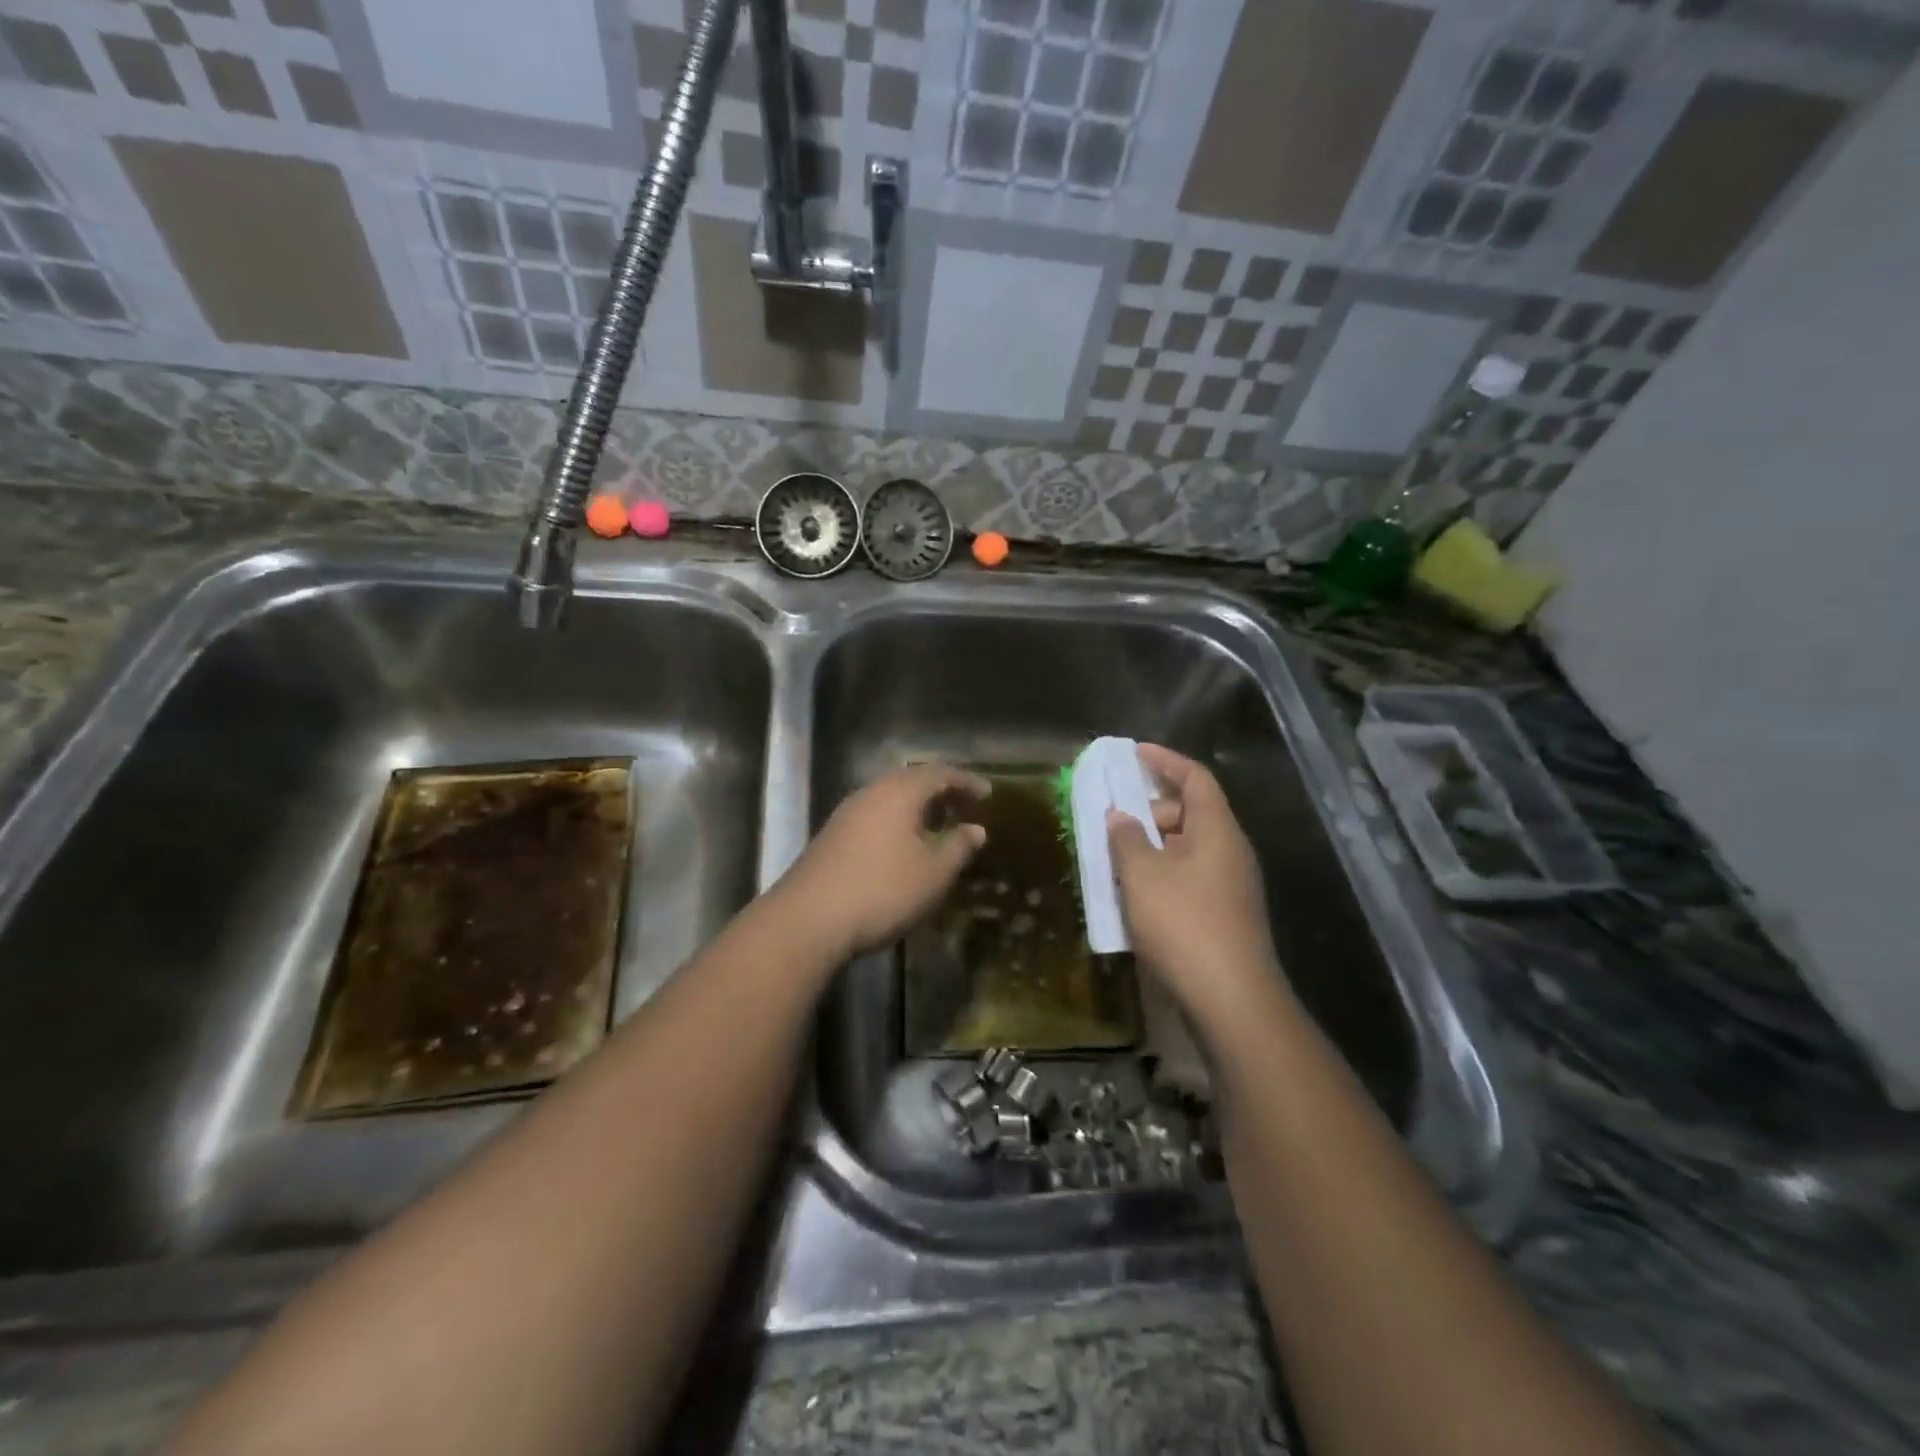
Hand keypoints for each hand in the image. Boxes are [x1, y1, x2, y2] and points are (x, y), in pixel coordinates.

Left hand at [773, 764, 989, 963]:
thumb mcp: (933, 874)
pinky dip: (896, 823)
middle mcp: (870, 793)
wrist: (808, 920)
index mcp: (898, 793)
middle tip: (963, 807)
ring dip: (916, 808)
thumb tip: (976, 829)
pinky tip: (903, 848)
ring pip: (889, 799)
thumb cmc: (882, 891)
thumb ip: (958, 847)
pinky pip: (874, 816)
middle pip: (910, 781)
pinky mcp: (831, 837)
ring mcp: (846, 814)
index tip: (987, 793)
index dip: (965, 781)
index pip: (938, 773)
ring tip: (937, 828)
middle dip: (940, 792)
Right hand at [1107, 744, 1280, 1026]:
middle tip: (1110, 820)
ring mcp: (1229, 886)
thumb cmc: (1184, 924)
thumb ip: (1126, 839)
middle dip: (1148, 811)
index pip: (1195, 778)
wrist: (1230, 999)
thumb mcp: (1142, 875)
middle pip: (1189, 814)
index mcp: (1217, 831)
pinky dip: (1158, 874)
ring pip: (1184, 849)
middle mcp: (1229, 852)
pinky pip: (1187, 878)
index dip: (1165, 761)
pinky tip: (1131, 895)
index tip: (1134, 752)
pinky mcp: (1223, 915)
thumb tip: (1119, 816)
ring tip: (1112, 858)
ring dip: (1149, 847)